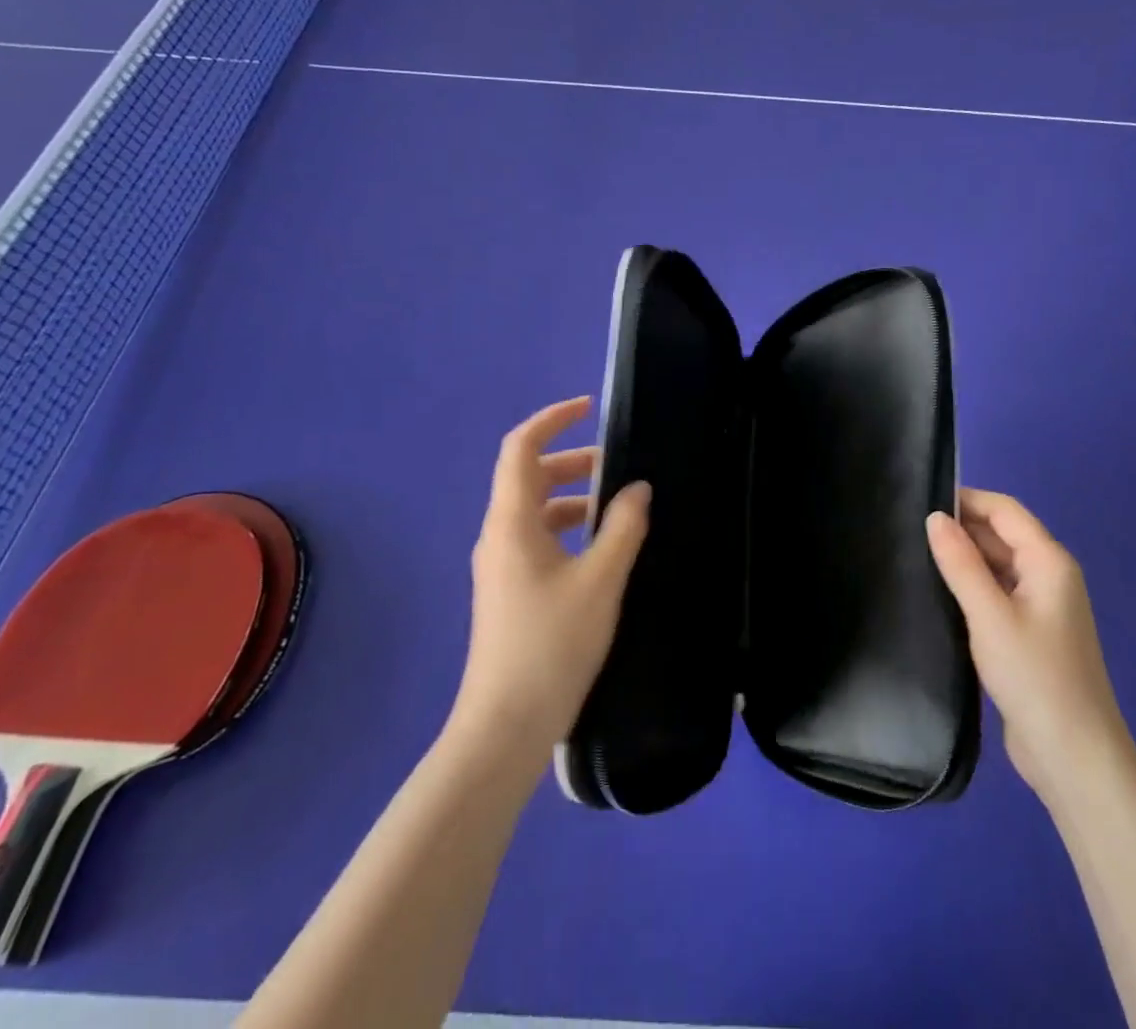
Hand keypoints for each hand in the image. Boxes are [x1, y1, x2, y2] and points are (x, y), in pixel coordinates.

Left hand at [452, 397, 651, 759]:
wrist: (504, 727)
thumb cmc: (551, 645)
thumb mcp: (600, 580)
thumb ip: (622, 527)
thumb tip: (638, 488)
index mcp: (511, 522)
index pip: (521, 448)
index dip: (552, 420)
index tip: (590, 408)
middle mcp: (498, 535)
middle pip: (528, 476)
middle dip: (571, 461)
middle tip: (617, 465)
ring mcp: (499, 566)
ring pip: (534, 510)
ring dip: (572, 497)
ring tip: (617, 508)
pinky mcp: (508, 591)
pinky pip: (537, 539)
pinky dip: (567, 527)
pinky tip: (599, 550)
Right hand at [927, 489, 1131, 803]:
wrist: (1075, 758)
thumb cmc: (1035, 677)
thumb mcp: (990, 616)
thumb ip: (961, 563)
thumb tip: (934, 516)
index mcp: (1049, 561)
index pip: (1004, 510)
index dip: (966, 499)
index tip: (920, 499)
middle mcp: (1048, 575)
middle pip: (1002, 534)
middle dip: (961, 527)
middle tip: (908, 528)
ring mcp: (1040, 606)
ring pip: (997, 564)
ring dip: (964, 557)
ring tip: (914, 553)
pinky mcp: (1028, 633)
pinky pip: (997, 592)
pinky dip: (971, 585)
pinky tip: (938, 592)